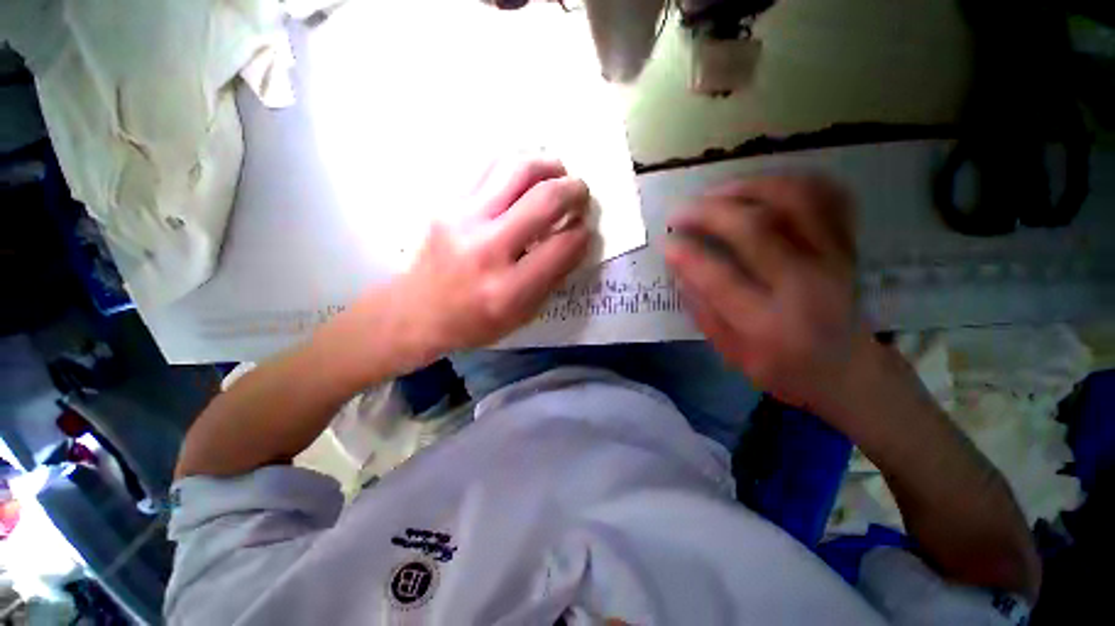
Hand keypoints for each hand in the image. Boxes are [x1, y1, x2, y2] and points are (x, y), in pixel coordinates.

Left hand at [385, 157, 591, 364]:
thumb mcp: (522, 315)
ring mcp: (462, 219)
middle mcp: (487, 248)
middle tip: (581, 193)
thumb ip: (553, 277)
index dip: (582, 233)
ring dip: (547, 165)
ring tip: (557, 174)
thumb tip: (575, 238)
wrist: (418, 310)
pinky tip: (526, 176)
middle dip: (574, 191)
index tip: (583, 230)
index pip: (563, 246)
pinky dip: (517, 165)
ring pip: (517, 168)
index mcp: (509, 289)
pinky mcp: (447, 202)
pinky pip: (489, 166)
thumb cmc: (475, 321)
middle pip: (544, 199)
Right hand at [664, 175, 872, 414]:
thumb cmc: (783, 368)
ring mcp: (832, 258)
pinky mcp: (846, 245)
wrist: (848, 370)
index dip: (685, 254)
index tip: (665, 243)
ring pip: (794, 199)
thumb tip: (678, 268)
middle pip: (756, 228)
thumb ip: (702, 310)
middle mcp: (804, 284)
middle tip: (681, 212)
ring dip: (748, 187)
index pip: (718, 277)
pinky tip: (764, 188)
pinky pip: (828, 196)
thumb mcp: (731, 352)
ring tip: (717, 194)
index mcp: (768, 322)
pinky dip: (794, 182)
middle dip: (708, 212)